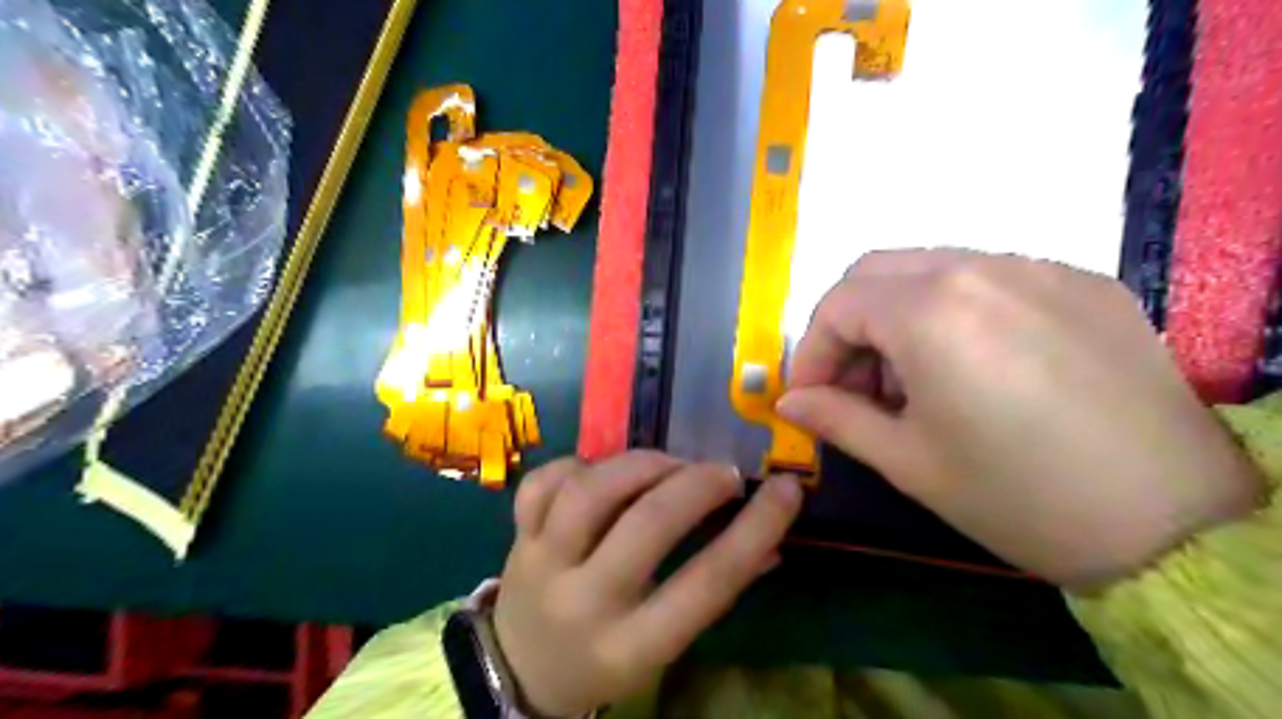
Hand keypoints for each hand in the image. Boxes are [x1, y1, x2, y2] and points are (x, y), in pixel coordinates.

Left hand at [491, 450, 797, 711]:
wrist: (521, 671)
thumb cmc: (606, 659)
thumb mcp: (663, 646)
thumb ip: (715, 591)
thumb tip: (770, 539)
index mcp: (633, 647)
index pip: (707, 582)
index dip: (755, 529)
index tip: (786, 490)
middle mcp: (585, 602)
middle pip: (647, 525)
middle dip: (697, 485)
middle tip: (724, 473)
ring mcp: (542, 563)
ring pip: (590, 492)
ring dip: (642, 465)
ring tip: (670, 464)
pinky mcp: (515, 536)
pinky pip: (543, 483)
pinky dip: (578, 465)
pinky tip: (603, 471)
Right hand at [777, 250, 1265, 588]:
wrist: (1177, 523)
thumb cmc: (1018, 496)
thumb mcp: (908, 461)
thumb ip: (836, 419)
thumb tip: (790, 403)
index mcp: (931, 311)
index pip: (837, 305)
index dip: (812, 353)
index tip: (813, 398)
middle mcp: (980, 268)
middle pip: (876, 271)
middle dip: (849, 324)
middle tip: (857, 384)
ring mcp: (1039, 268)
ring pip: (931, 268)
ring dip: (898, 315)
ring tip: (915, 381)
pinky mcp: (1083, 283)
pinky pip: (990, 278)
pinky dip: (955, 311)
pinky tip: (976, 367)